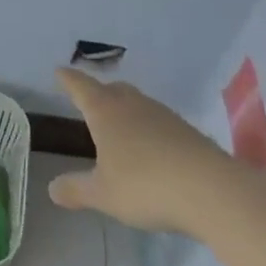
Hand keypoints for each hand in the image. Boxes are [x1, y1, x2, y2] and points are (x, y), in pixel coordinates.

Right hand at [47, 68, 246, 233]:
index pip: (80, 87)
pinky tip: (151, 149)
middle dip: (99, 92)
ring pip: (138, 103)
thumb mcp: (103, 194)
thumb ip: (76, 190)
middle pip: (112, 89)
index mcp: (105, 112)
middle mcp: (133, 105)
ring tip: (120, 126)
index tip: (59, 71)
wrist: (213, 191)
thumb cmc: (145, 186)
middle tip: (89, 100)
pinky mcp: (190, 132)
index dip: (68, 79)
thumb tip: (52, 188)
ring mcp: (165, 116)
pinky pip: (160, 122)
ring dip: (126, 110)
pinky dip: (149, 129)